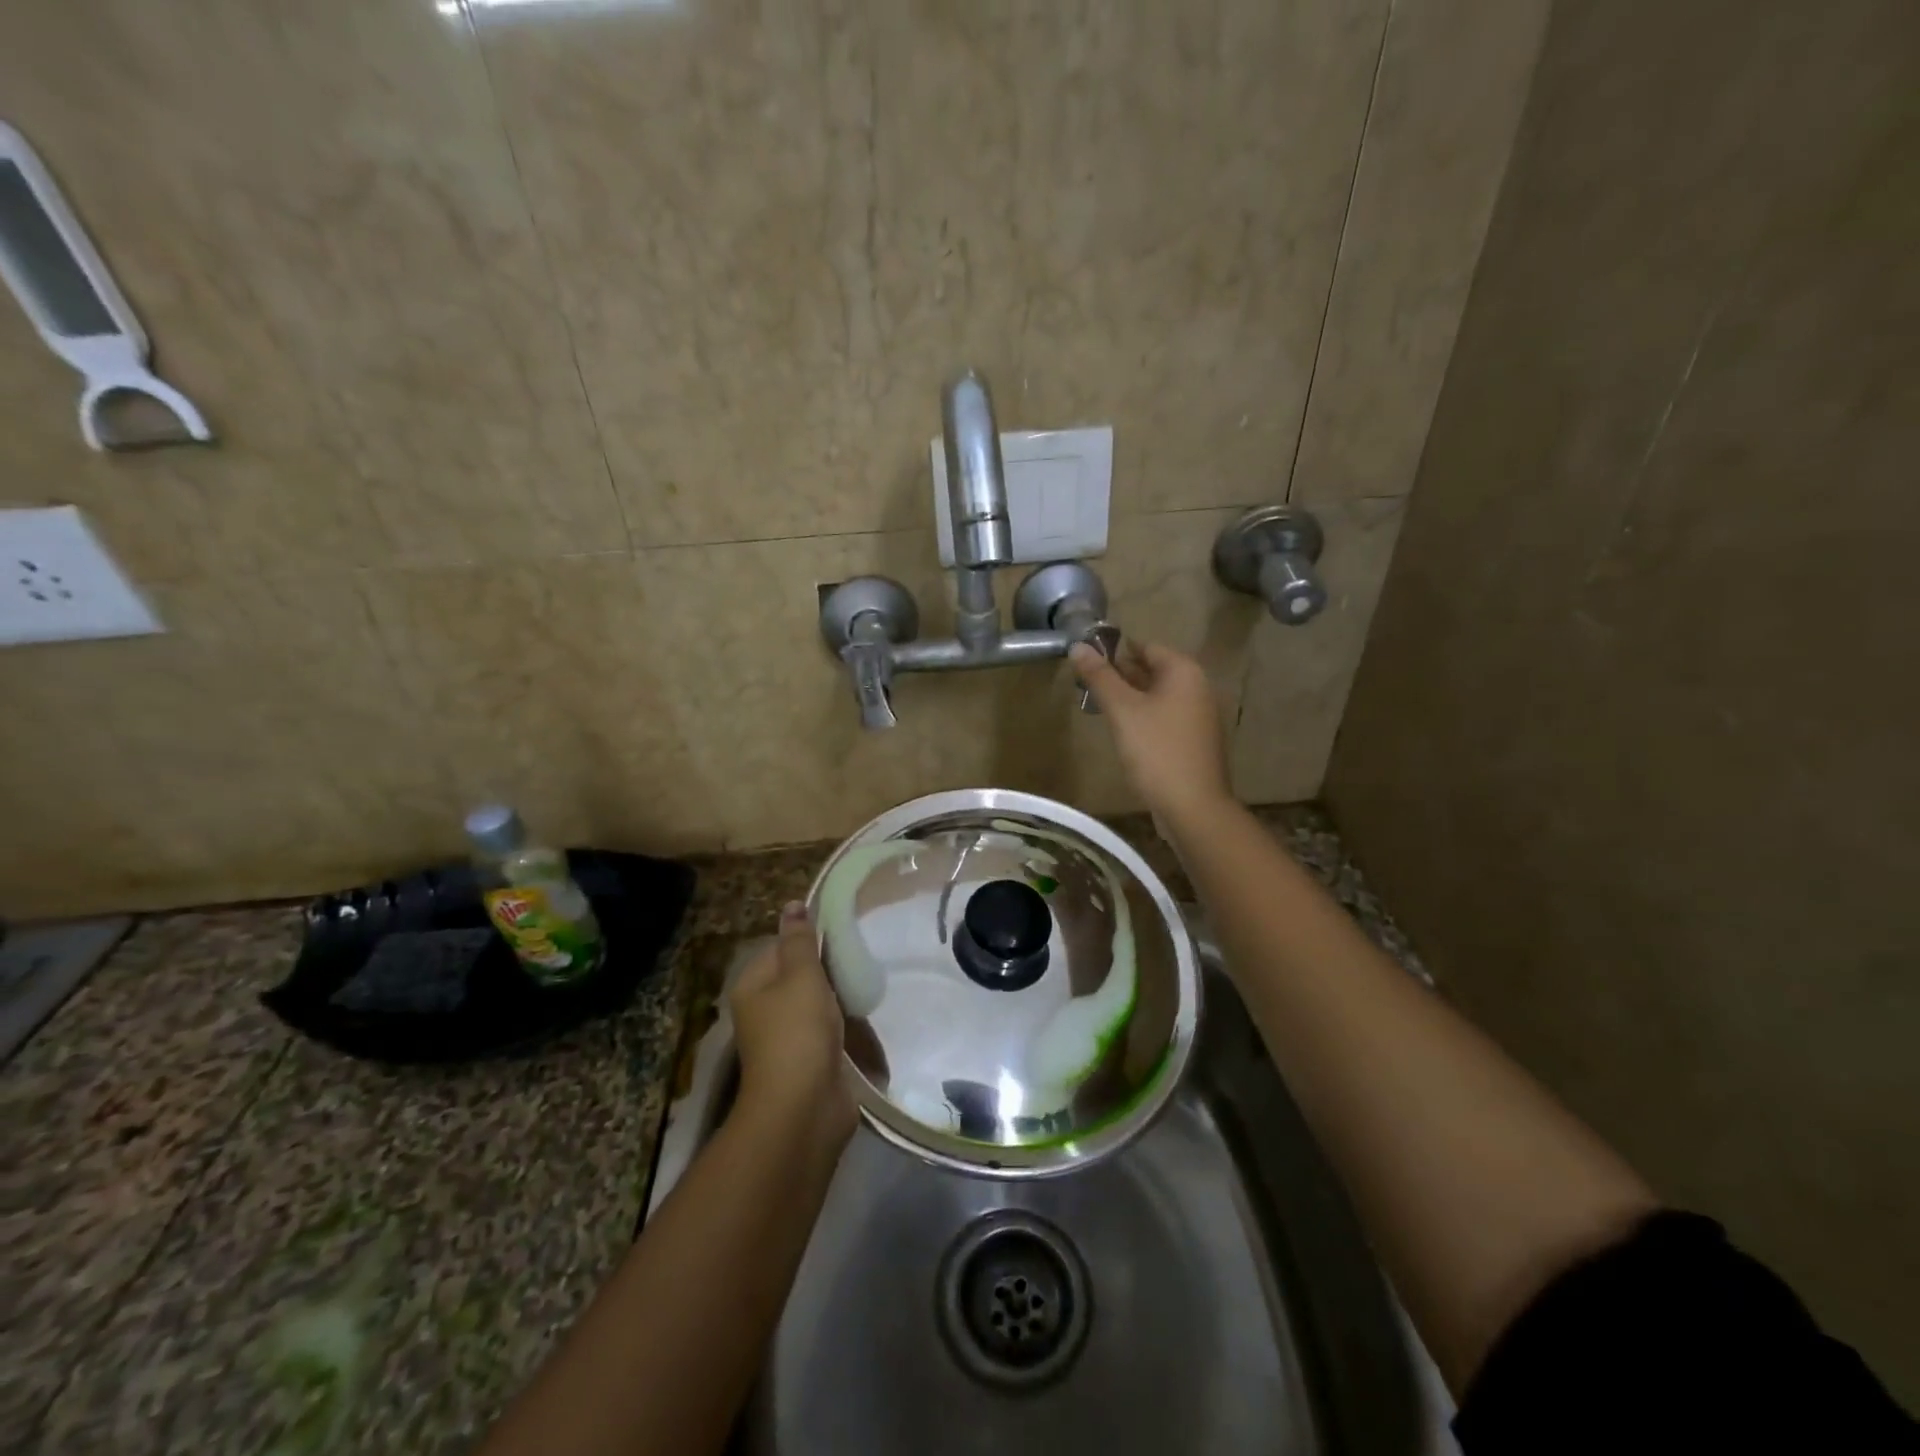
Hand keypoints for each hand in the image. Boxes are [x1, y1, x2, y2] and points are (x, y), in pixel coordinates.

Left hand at [727, 903, 857, 1155]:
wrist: (804, 1108)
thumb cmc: (797, 1032)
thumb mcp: (800, 976)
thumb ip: (800, 940)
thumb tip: (792, 904)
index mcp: (753, 986)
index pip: (779, 947)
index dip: (807, 937)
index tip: (841, 929)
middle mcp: (765, 1010)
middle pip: (798, 975)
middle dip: (827, 967)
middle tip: (858, 954)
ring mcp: (787, 1038)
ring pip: (816, 1003)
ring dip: (839, 996)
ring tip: (866, 980)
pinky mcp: (810, 1060)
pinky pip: (828, 1031)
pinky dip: (844, 1024)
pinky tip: (865, 1015)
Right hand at [1070, 640, 1233, 824]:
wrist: (1193, 806)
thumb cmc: (1156, 751)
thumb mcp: (1122, 710)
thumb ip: (1099, 677)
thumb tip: (1078, 645)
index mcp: (1183, 672)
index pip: (1145, 646)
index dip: (1113, 650)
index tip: (1085, 660)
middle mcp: (1197, 687)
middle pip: (1152, 670)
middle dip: (1119, 675)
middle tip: (1084, 684)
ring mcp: (1198, 715)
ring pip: (1156, 695)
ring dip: (1129, 697)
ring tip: (1096, 705)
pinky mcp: (1194, 740)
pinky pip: (1164, 717)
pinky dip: (1143, 717)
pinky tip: (1121, 730)